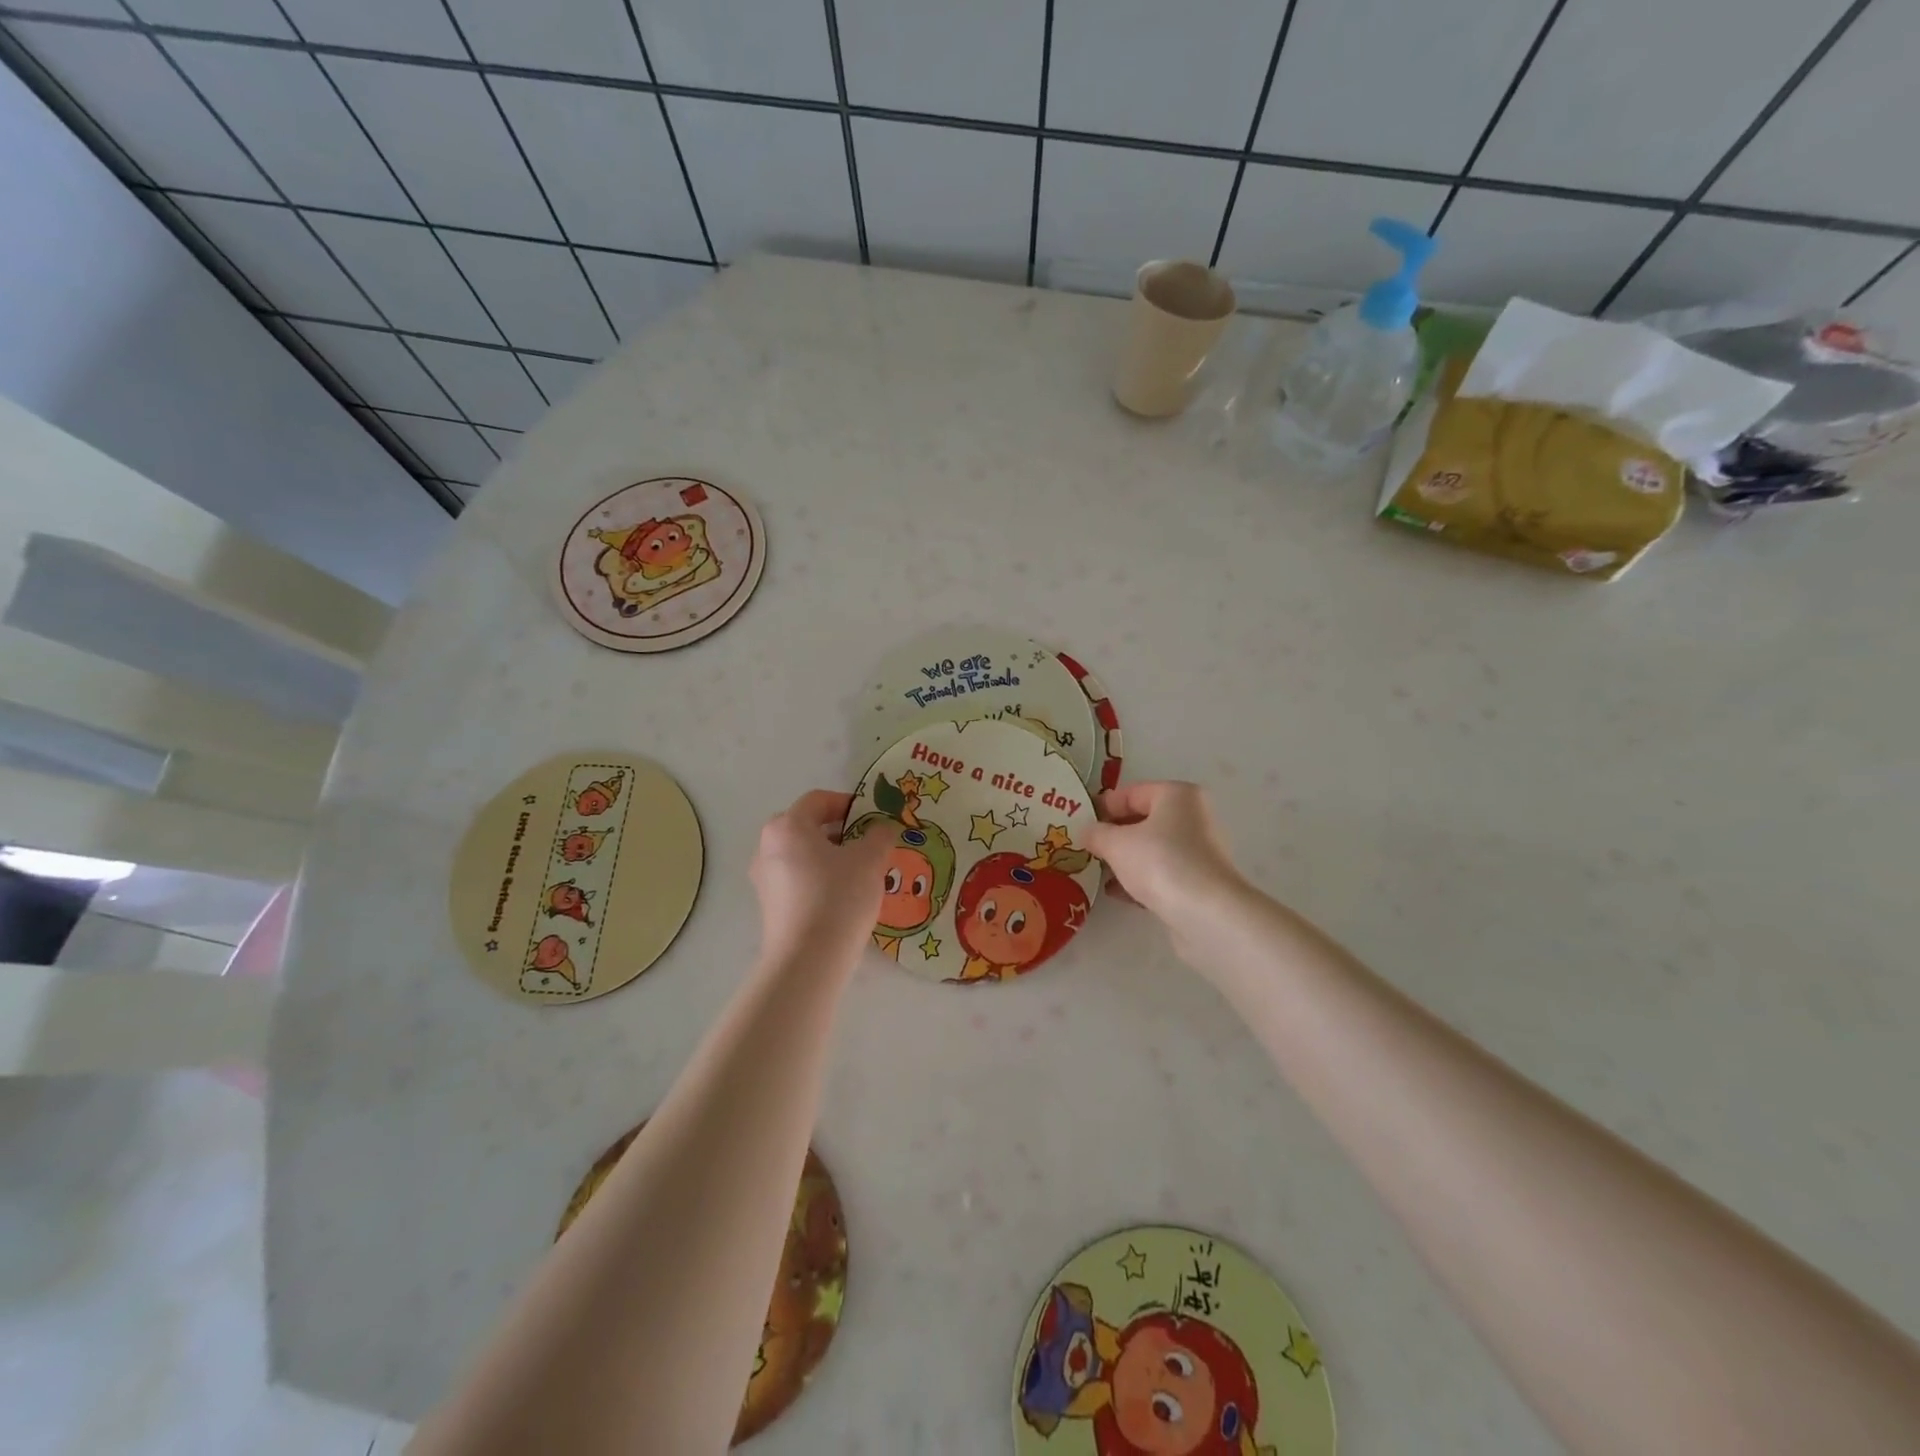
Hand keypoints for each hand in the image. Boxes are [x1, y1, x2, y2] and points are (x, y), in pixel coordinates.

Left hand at [750, 790, 888, 960]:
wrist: (808, 960)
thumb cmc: (838, 897)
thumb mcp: (870, 860)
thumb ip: (879, 836)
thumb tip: (880, 829)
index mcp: (788, 826)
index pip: (818, 800)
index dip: (848, 803)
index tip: (873, 817)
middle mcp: (767, 847)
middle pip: (806, 826)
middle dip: (839, 831)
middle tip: (866, 843)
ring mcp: (764, 879)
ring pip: (802, 855)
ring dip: (830, 857)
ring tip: (860, 873)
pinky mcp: (769, 906)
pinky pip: (797, 880)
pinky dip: (819, 879)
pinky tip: (843, 897)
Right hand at [1086, 783, 1247, 948]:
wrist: (1206, 913)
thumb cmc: (1160, 862)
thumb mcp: (1116, 844)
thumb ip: (1096, 833)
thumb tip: (1086, 832)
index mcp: (1177, 795)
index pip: (1131, 793)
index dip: (1102, 806)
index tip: (1079, 822)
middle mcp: (1192, 817)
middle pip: (1143, 820)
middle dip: (1113, 834)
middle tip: (1085, 847)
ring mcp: (1197, 851)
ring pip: (1151, 849)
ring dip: (1123, 859)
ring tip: (1095, 871)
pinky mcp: (1197, 882)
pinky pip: (1160, 873)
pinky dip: (1138, 879)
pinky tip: (1115, 892)